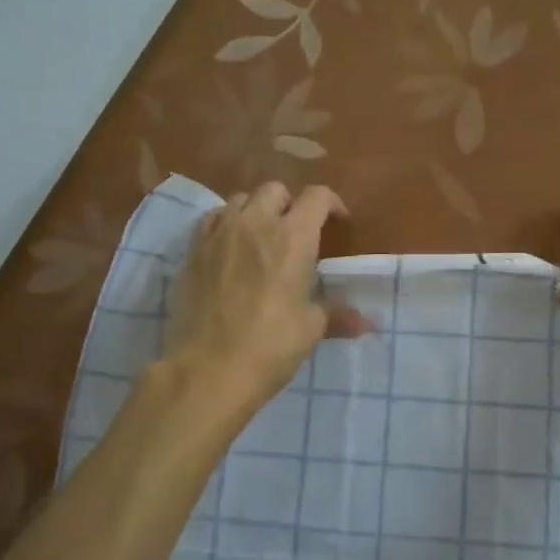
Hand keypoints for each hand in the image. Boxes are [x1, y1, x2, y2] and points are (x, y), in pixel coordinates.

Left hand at [166, 182, 371, 413]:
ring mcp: (220, 234)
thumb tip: (366, 323)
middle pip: (275, 190)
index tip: (337, 221)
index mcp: (293, 237)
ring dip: (255, 210)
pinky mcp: (193, 250)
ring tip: (261, 236)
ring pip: (240, 200)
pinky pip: (212, 220)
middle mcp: (255, 223)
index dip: (331, 203)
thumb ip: (338, 316)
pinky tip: (229, 247)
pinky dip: (226, 224)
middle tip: (296, 231)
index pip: (317, 196)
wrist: (209, 369)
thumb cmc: (270, 345)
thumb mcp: (311, 329)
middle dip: (290, 204)